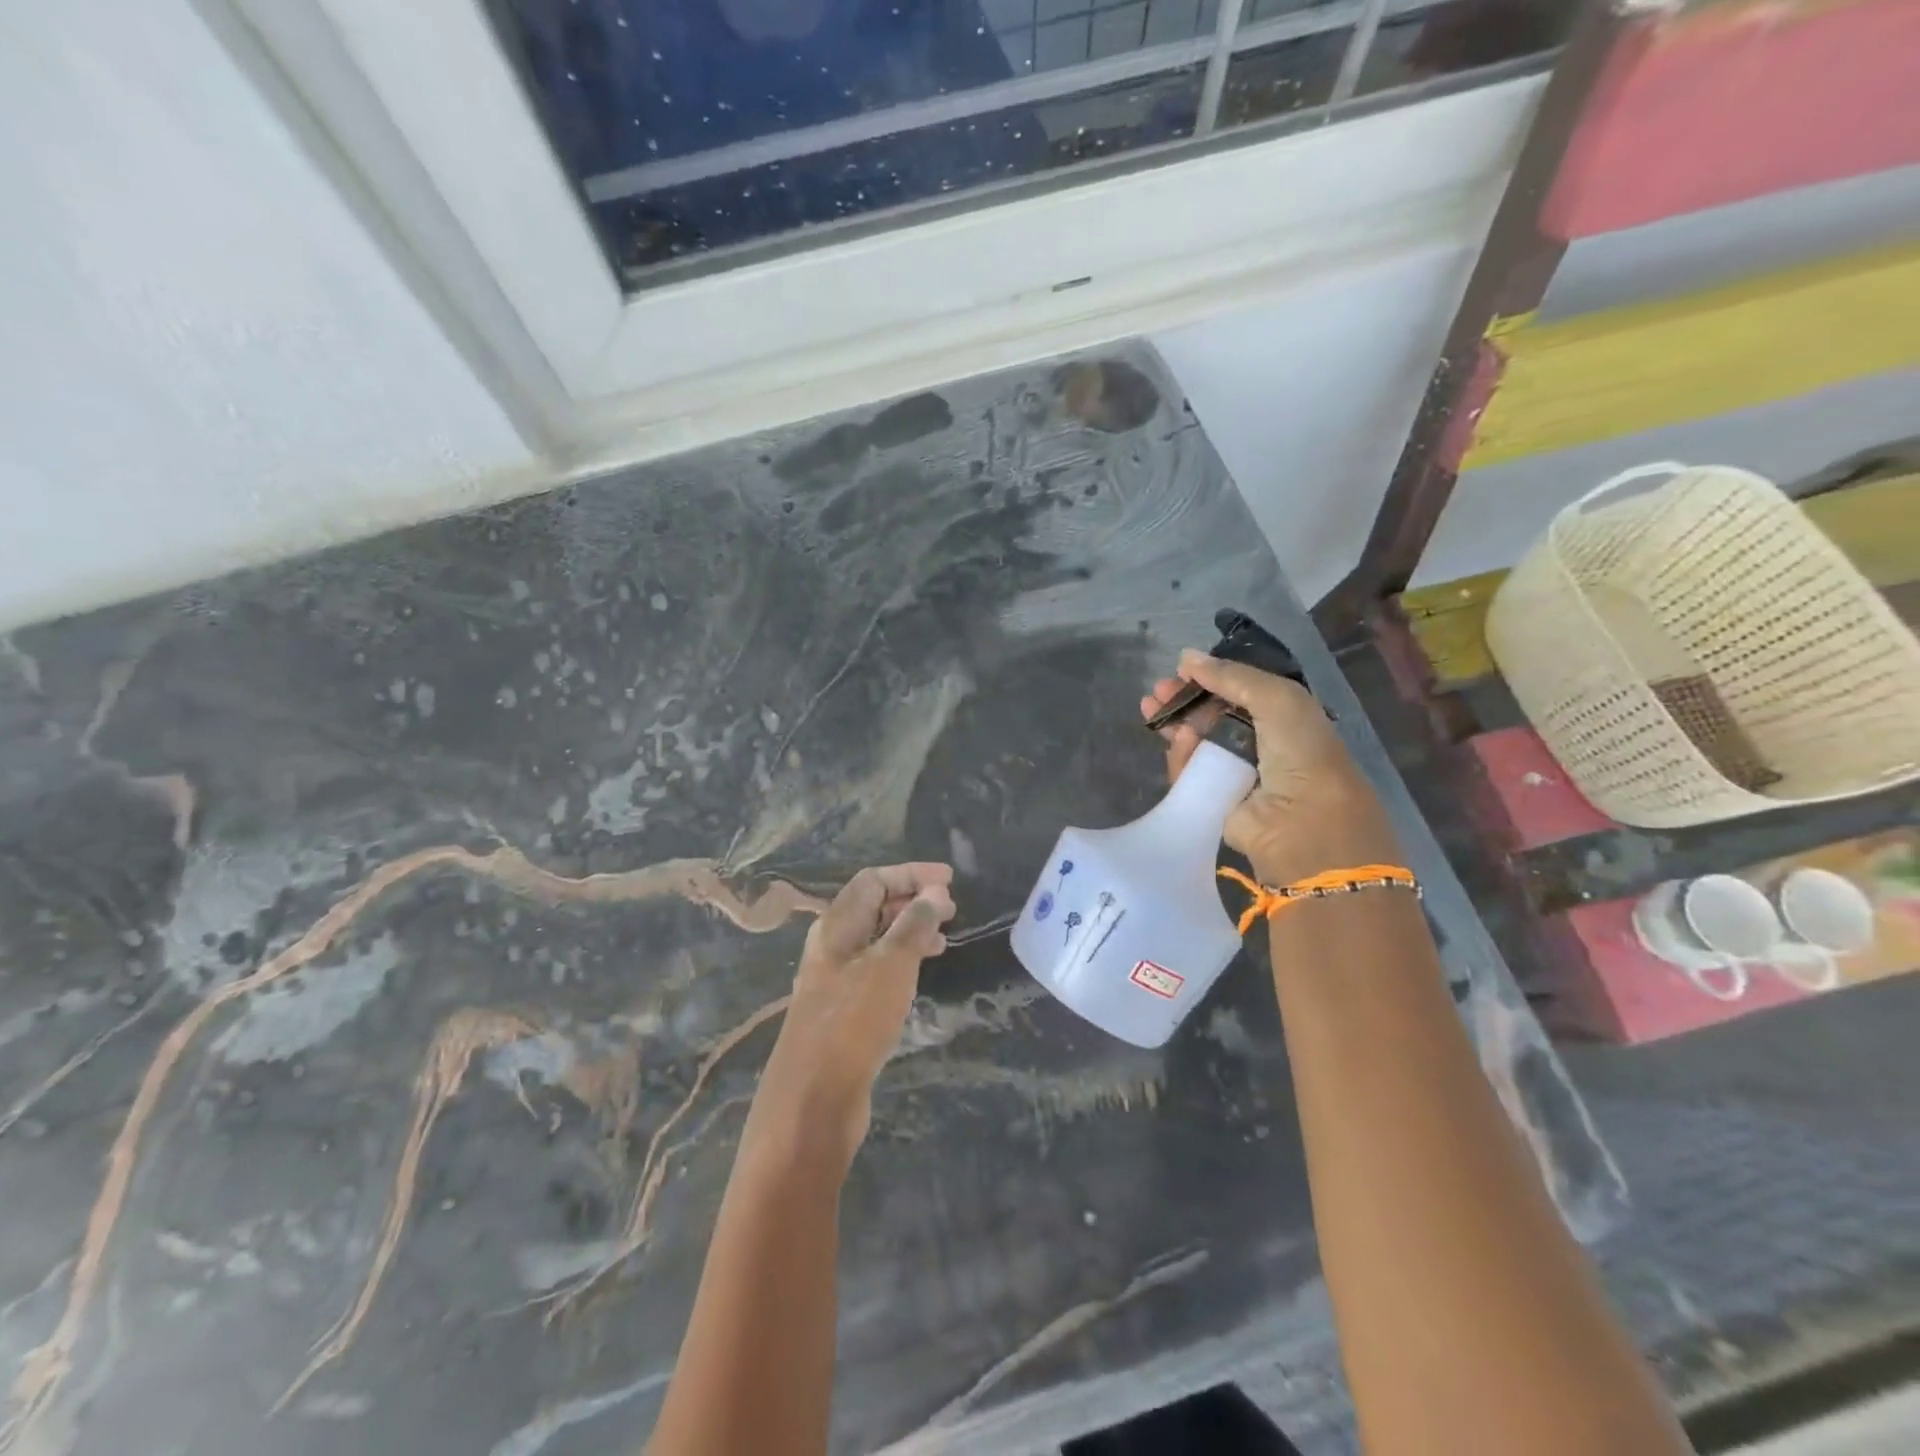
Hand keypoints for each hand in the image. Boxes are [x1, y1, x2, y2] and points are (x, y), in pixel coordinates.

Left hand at [757, 863, 955, 1163]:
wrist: (814, 1097)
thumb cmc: (854, 1019)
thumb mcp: (891, 964)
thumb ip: (914, 924)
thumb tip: (935, 892)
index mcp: (836, 925)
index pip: (873, 880)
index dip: (911, 874)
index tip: (949, 880)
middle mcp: (832, 945)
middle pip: (873, 907)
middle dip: (912, 901)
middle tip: (951, 910)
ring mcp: (834, 978)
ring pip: (876, 939)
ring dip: (909, 932)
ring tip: (943, 942)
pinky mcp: (842, 1009)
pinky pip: (876, 968)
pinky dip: (901, 961)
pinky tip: (919, 975)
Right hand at [1140, 651, 1399, 884]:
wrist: (1305, 826)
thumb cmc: (1302, 754)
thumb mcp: (1279, 699)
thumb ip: (1233, 676)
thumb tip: (1186, 658)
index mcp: (1285, 719)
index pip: (1239, 693)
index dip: (1210, 680)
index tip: (1180, 670)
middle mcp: (1262, 745)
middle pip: (1212, 716)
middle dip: (1184, 701)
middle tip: (1157, 692)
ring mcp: (1236, 774)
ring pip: (1196, 743)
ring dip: (1176, 725)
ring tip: (1151, 711)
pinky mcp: (1215, 801)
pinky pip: (1190, 773)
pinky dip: (1180, 756)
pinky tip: (1177, 741)